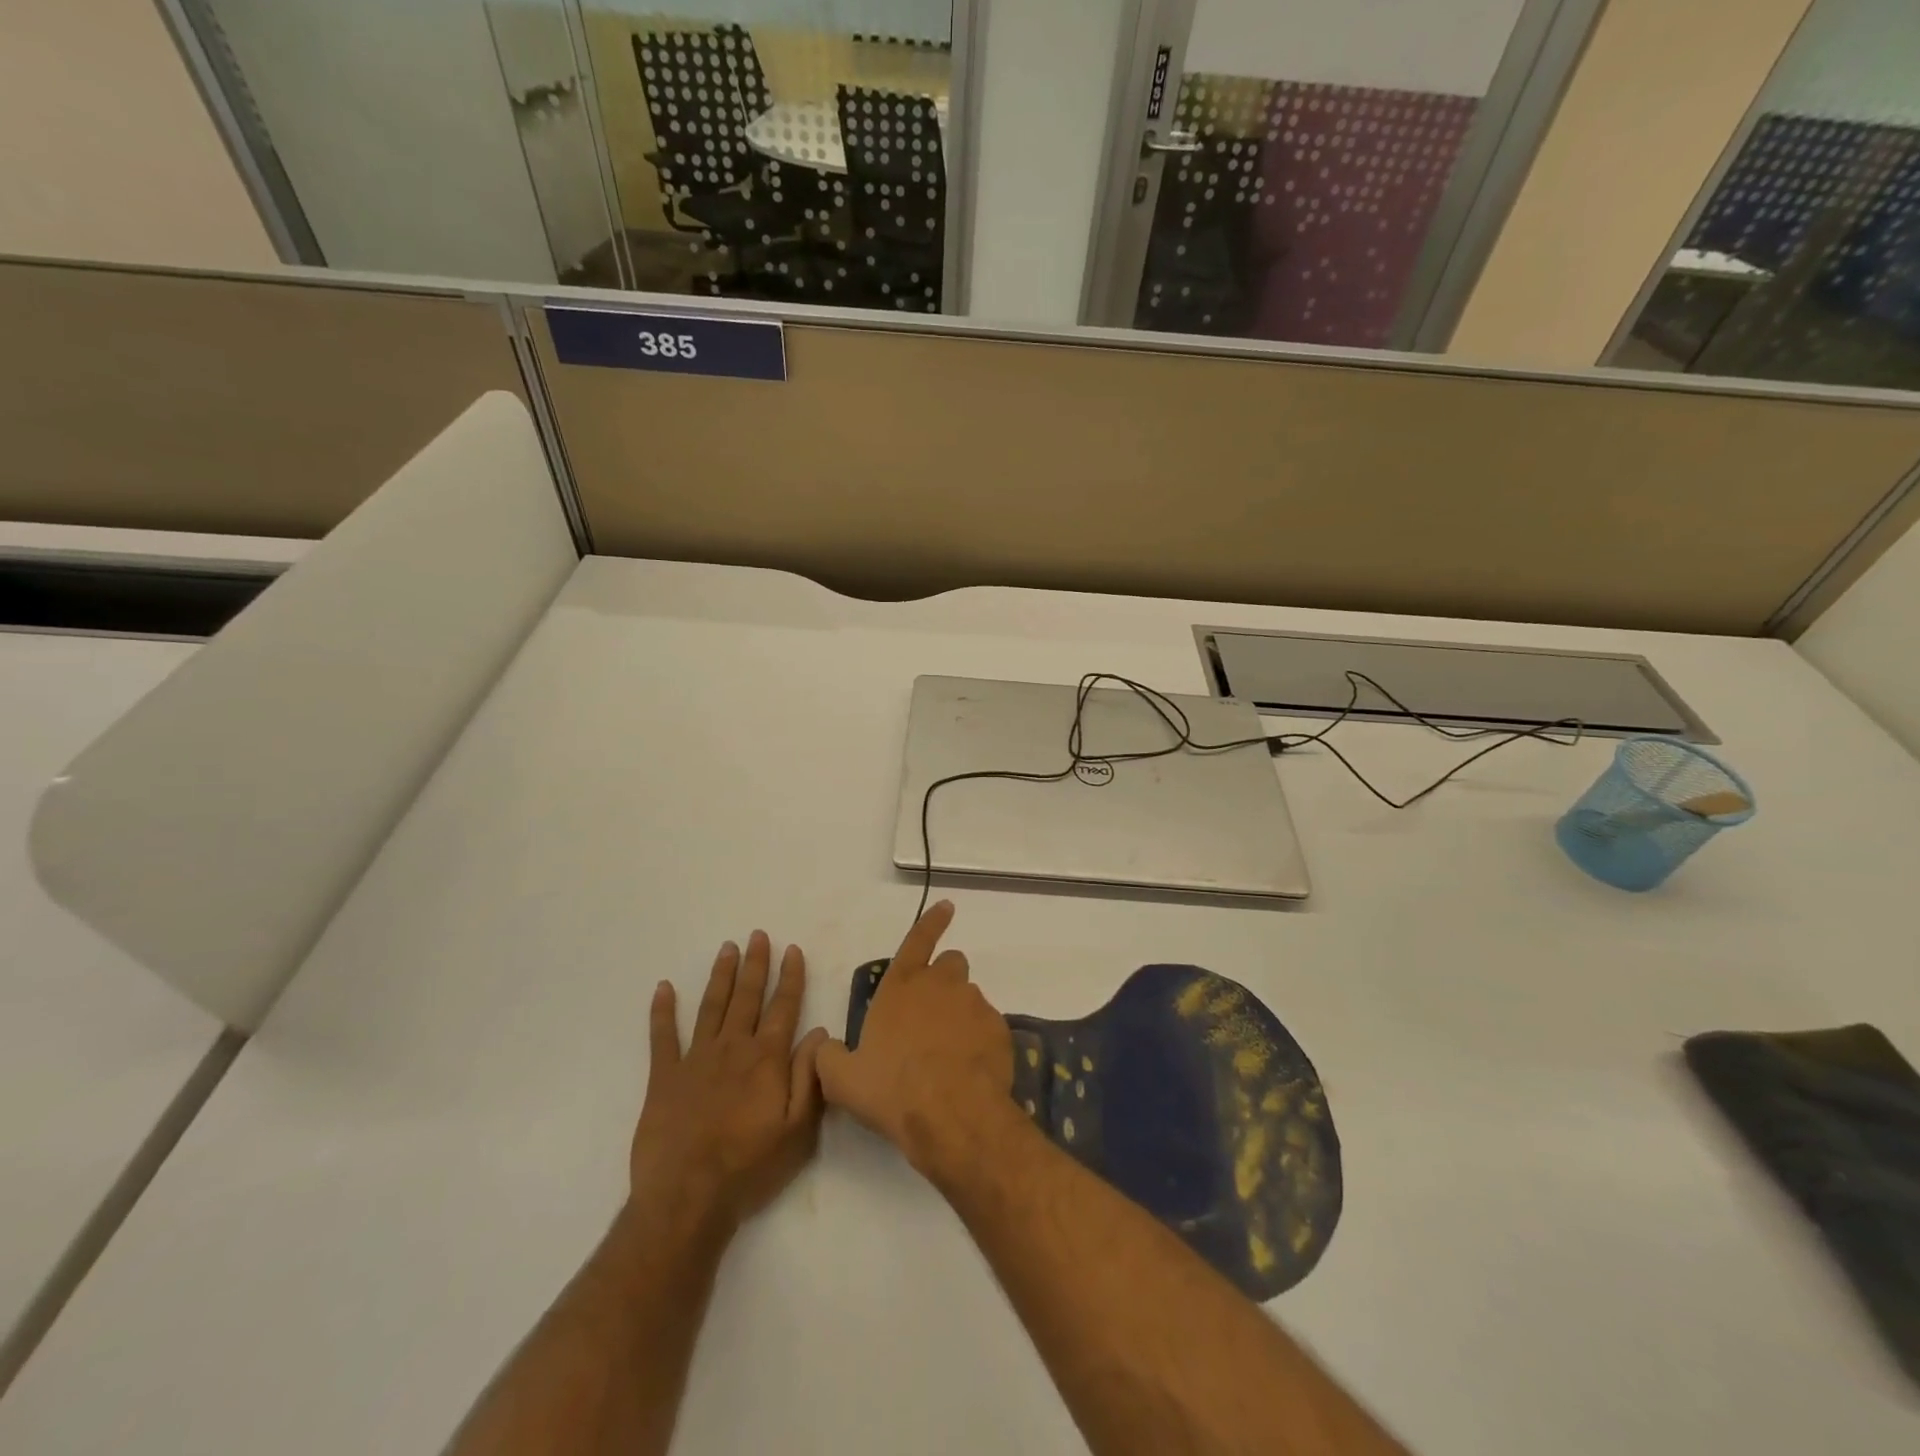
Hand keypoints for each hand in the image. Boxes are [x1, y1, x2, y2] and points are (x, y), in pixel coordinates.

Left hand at [628, 931, 828, 1241]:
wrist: (686, 1198)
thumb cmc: (749, 1166)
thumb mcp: (797, 1129)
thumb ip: (809, 1077)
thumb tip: (821, 1033)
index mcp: (766, 1059)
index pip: (783, 1007)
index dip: (790, 977)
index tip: (792, 949)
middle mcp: (733, 1048)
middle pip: (747, 997)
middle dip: (756, 964)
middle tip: (758, 935)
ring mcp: (695, 1059)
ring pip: (712, 1006)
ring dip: (721, 976)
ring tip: (727, 948)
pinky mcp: (664, 1077)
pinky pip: (662, 1037)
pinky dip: (662, 1011)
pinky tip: (663, 988)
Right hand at [816, 902, 1018, 1180]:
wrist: (950, 1115)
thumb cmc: (891, 1089)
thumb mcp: (842, 1079)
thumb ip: (829, 1056)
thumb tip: (826, 1047)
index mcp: (901, 986)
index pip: (917, 940)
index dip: (932, 921)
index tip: (947, 906)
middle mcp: (940, 985)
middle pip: (951, 963)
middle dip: (944, 979)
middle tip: (932, 1014)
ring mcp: (974, 1005)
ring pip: (970, 996)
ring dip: (960, 1014)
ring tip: (949, 1053)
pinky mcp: (999, 1029)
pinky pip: (989, 1026)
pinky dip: (980, 1040)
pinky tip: (969, 1069)